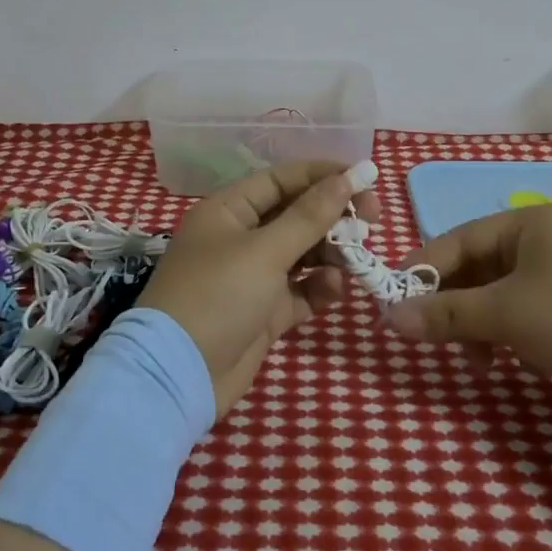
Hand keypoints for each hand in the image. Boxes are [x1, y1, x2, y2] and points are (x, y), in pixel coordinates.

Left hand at [140, 159, 379, 417]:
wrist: (179, 375)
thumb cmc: (218, 296)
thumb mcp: (265, 251)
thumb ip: (309, 216)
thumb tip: (347, 178)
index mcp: (229, 211)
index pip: (281, 180)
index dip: (322, 176)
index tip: (364, 179)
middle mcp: (239, 238)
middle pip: (295, 215)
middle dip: (332, 217)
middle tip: (371, 221)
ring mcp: (251, 277)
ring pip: (301, 254)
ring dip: (330, 254)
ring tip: (355, 259)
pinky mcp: (263, 312)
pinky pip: (299, 291)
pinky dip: (319, 288)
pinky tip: (334, 291)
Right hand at [385, 203, 551, 413]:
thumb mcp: (506, 316)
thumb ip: (445, 314)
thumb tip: (389, 318)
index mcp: (526, 223)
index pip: (454, 240)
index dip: (421, 272)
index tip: (394, 304)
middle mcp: (544, 238)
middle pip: (476, 268)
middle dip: (454, 305)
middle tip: (434, 339)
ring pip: (500, 293)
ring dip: (481, 325)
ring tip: (481, 362)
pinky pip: (526, 310)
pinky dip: (510, 333)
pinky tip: (515, 361)